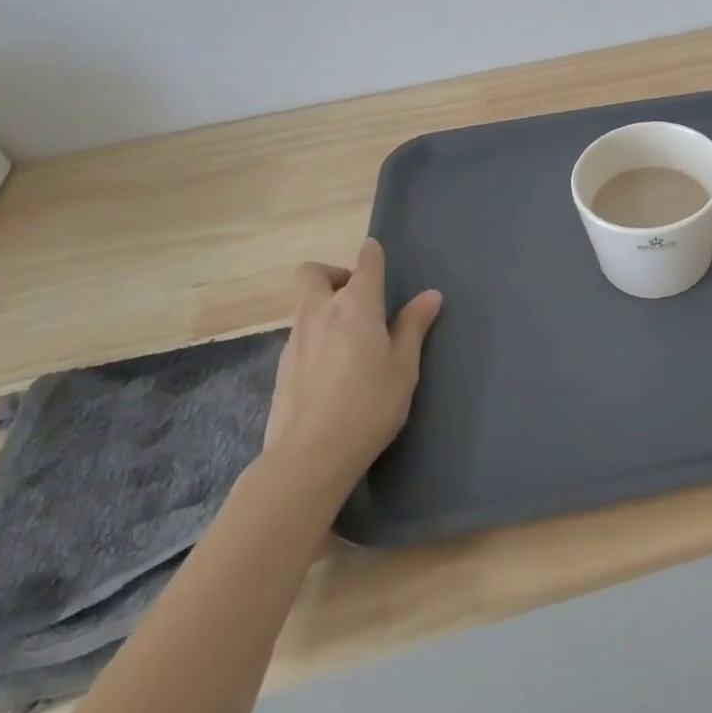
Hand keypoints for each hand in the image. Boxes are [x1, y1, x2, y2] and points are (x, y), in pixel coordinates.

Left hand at [260, 239, 441, 496]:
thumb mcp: (404, 367)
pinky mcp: (282, 366)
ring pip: (305, 304)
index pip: (365, 262)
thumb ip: (414, 327)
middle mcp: (321, 312)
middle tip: (358, 299)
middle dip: (333, 274)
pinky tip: (333, 367)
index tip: (377, 254)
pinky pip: (300, 334)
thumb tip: (430, 295)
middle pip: (313, 273)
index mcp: (356, 305)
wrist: (308, 458)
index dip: (372, 254)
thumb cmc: (368, 406)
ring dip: (324, 306)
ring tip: (351, 338)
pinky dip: (316, 335)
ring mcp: (296, 338)